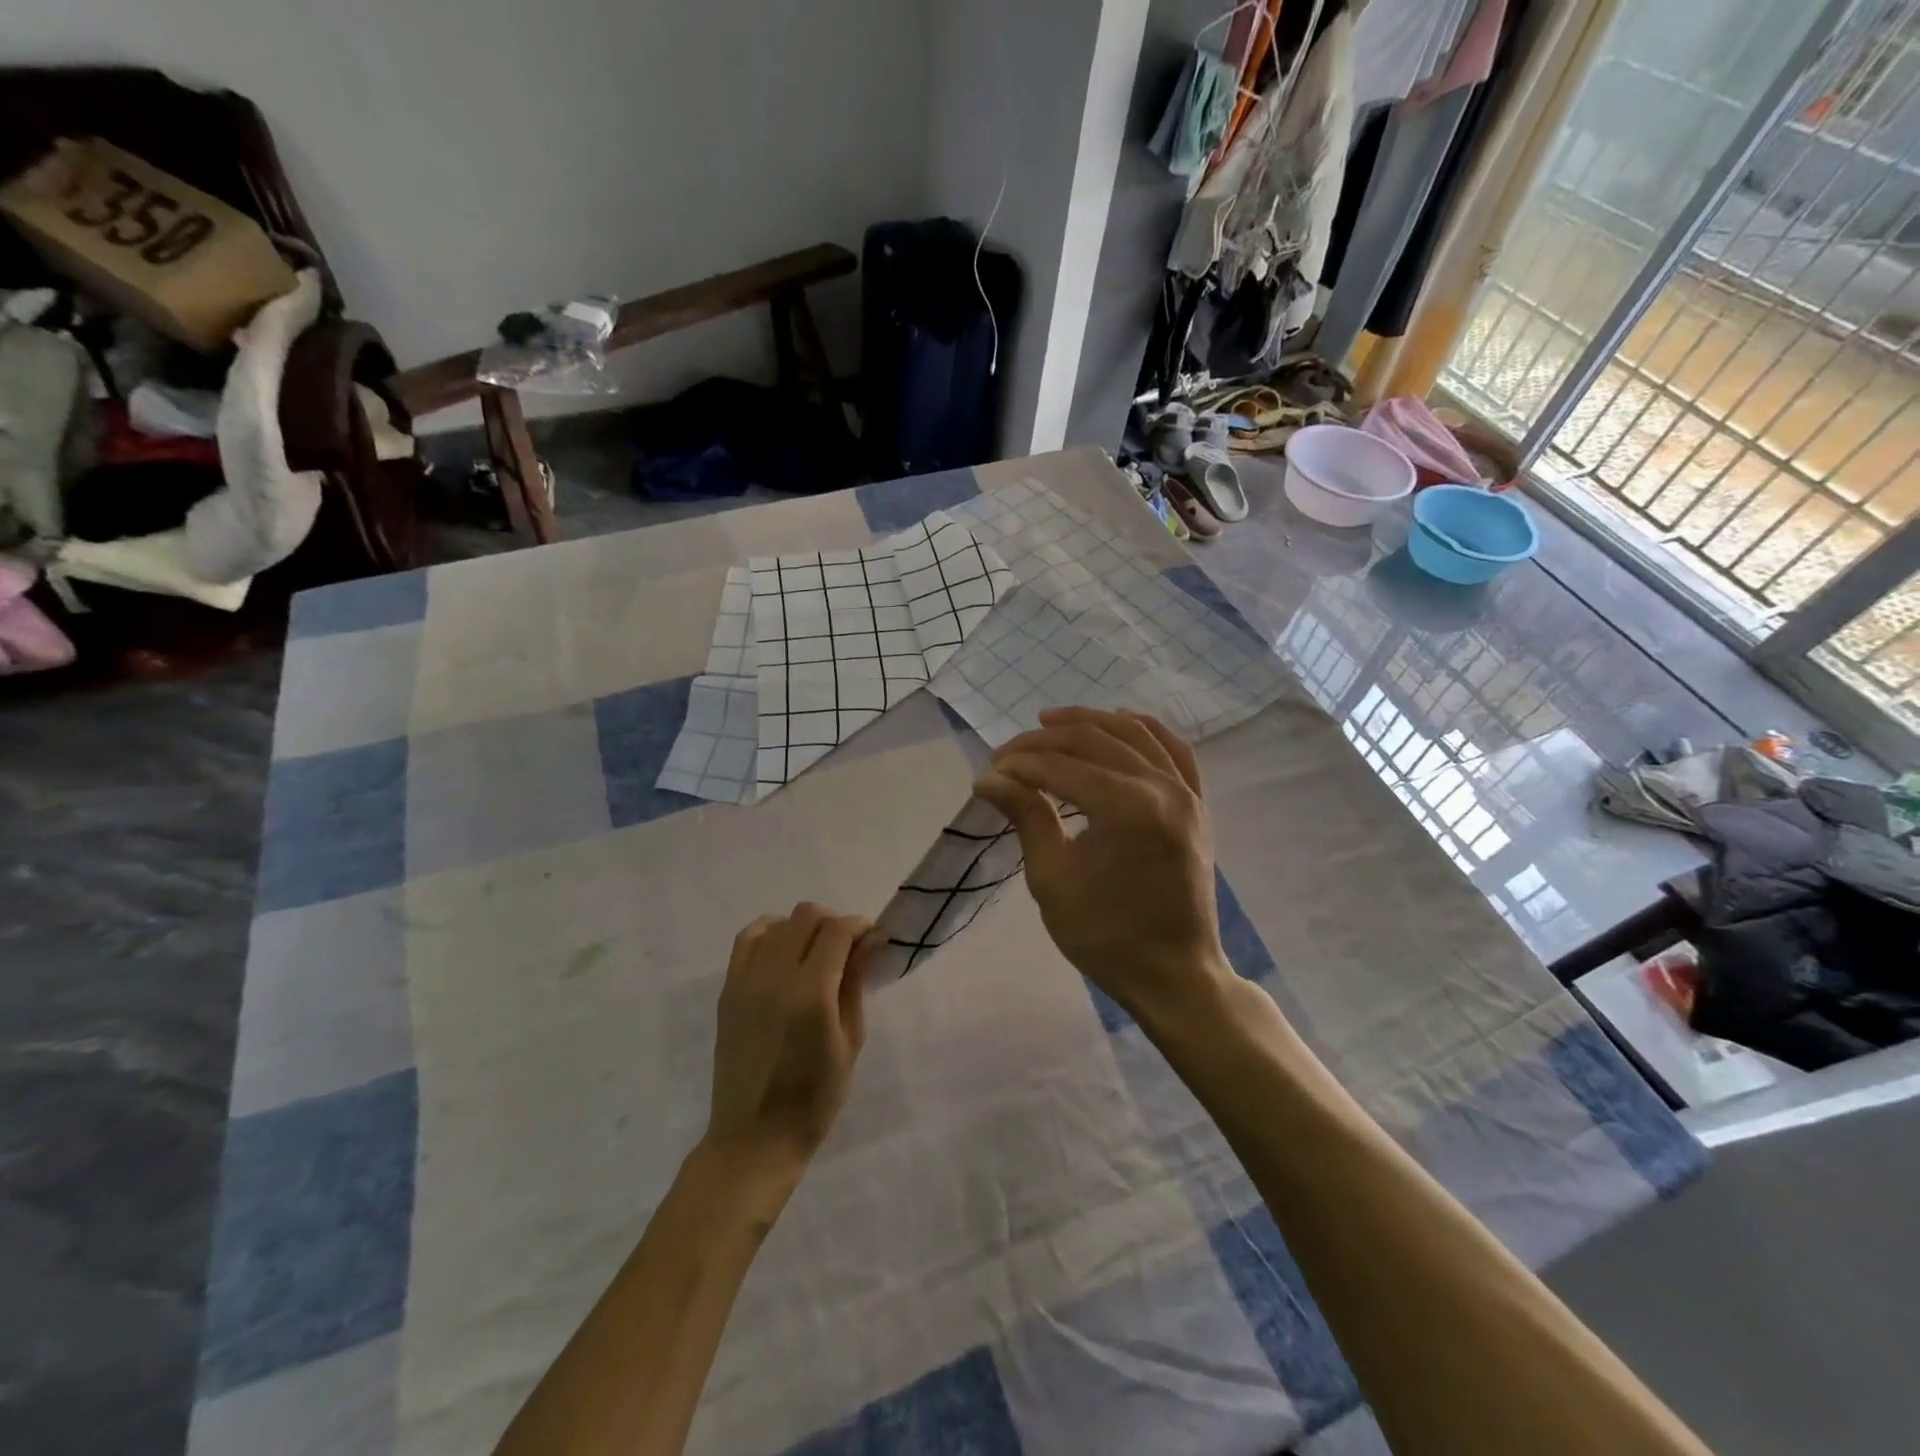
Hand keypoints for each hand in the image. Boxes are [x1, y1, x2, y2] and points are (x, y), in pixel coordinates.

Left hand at [704, 903, 877, 1181]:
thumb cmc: (814, 1100)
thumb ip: (855, 985)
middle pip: (806, 916)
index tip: (872, 939)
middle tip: (847, 948)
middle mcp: (774, 978)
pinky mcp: (728, 990)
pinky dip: (771, 934)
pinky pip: (748, 939)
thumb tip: (869, 942)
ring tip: (814, 953)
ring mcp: (745, 981)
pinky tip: (784, 955)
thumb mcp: (850, 1043)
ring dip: (802, 928)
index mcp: (811, 995)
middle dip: (833, 922)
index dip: (859, 926)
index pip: (836, 930)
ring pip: (777, 922)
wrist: (753, 1139)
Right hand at [974, 707, 1229, 1016]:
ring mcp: (1185, 792)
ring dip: (1089, 721)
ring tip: (1049, 720)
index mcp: (1125, 807)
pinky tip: (1121, 719)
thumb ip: (1026, 817)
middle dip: (1043, 742)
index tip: (987, 774)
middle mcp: (1160, 786)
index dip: (1018, 765)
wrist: (1173, 973)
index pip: (1059, 767)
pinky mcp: (1197, 804)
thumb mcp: (1052, 878)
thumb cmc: (1105, 935)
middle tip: (1007, 755)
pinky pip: (1174, 750)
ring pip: (1133, 734)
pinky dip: (1144, 729)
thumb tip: (989, 778)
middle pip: (1092, 741)